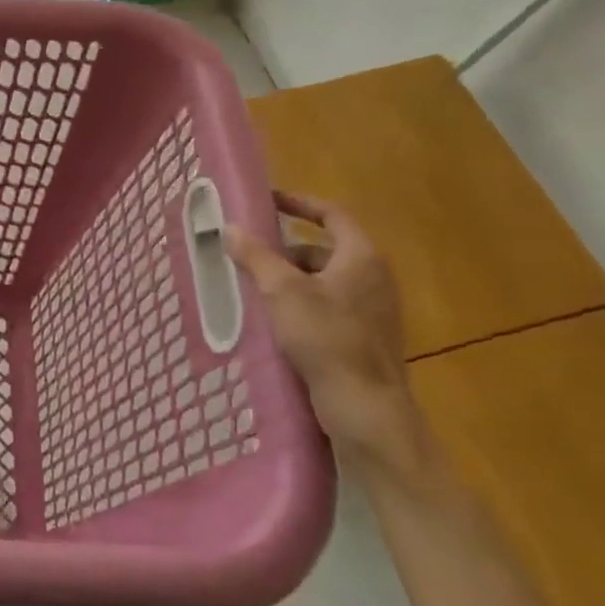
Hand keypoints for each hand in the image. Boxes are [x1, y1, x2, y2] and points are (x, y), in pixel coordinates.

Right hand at [226, 191, 425, 473]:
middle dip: (285, 249)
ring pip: (324, 280)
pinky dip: (300, 303)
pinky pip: (327, 306)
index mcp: (361, 258)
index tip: (268, 200)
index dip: (299, 203)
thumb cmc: (326, 338)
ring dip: (290, 278)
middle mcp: (373, 278)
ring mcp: (372, 310)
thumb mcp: (282, 291)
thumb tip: (231, 227)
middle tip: (249, 253)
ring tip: (254, 288)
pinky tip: (274, 320)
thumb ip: (256, 256)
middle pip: (325, 249)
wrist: (364, 405)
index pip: (332, 215)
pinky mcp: (363, 337)